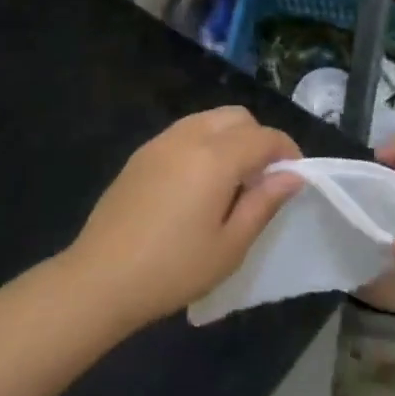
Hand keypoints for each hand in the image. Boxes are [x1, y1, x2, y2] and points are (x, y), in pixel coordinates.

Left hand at [63, 107, 302, 329]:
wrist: (100, 279)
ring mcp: (160, 143)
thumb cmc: (174, 269)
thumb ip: (264, 203)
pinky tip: (198, 183)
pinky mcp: (140, 155)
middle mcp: (188, 137)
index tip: (294, 178)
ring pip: (208, 120)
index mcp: (216, 157)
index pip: (264, 136)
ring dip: (230, 138)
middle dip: (258, 138)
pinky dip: (203, 143)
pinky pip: (183, 133)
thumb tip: (292, 175)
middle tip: (262, 178)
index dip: (287, 151)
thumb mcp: (230, 245)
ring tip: (232, 181)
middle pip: (236, 117)